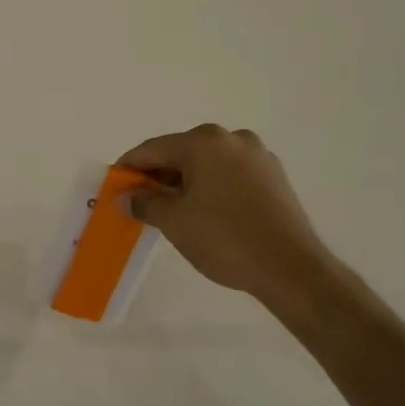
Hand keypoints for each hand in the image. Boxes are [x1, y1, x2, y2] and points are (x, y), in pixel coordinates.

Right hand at [120, 124, 333, 305]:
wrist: (290, 267)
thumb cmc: (224, 238)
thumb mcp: (174, 221)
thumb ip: (144, 202)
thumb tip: (124, 196)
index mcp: (203, 141)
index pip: (153, 149)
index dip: (129, 167)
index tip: (114, 186)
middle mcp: (231, 138)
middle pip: (181, 152)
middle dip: (159, 175)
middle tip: (141, 202)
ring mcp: (257, 155)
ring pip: (208, 163)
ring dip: (186, 182)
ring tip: (172, 211)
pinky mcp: (274, 176)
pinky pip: (230, 174)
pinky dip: (212, 187)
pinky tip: (206, 212)